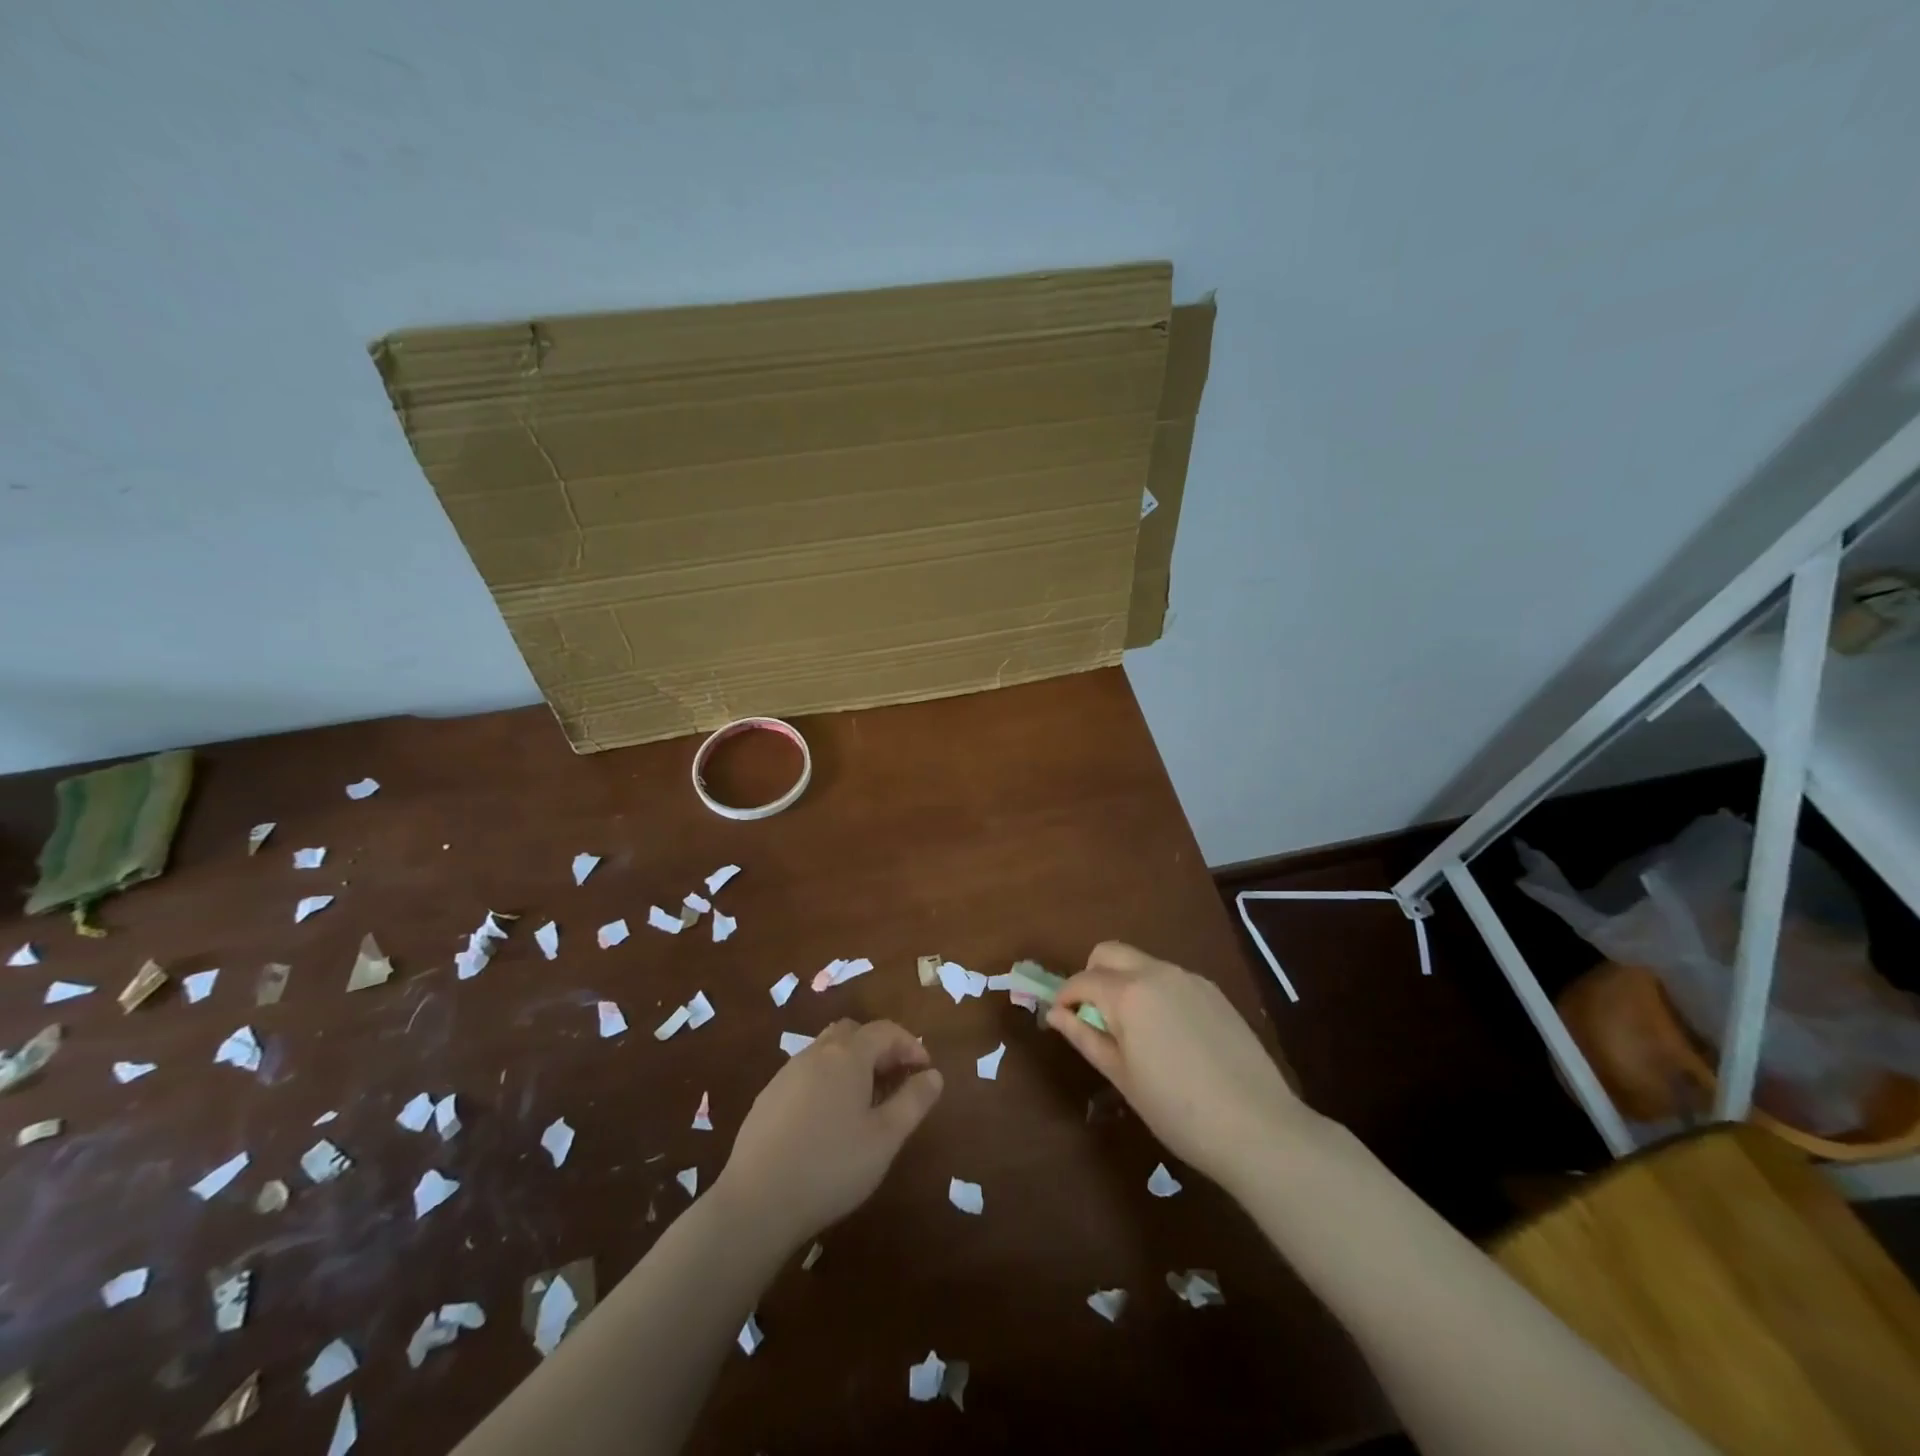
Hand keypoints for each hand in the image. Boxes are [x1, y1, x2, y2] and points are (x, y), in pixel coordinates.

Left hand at [714, 1018, 942, 1251]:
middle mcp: (816, 1053)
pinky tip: (828, 1120)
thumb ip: (914, 1101)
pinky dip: (826, 1081)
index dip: (910, 1045)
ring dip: (851, 1063)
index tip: (925, 1070)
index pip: (885, 1031)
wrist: (756, 1202)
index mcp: (847, 1055)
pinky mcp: (767, 1098)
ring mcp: (786, 1073)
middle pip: (852, 1032)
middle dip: (879, 1047)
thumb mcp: (885, 1138)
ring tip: (865, 1101)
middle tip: (896, 1079)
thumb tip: (933, 1075)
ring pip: (826, 1051)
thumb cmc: (832, 1166)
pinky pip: (806, 1073)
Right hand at [1047, 941, 1319, 1192]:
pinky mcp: (1214, 992)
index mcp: (1127, 993)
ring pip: (1142, 963)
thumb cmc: (1176, 1109)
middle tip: (1093, 1016)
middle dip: (1092, 975)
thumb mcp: (1121, 1076)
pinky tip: (1169, 1035)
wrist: (1257, 1126)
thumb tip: (1054, 1014)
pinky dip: (1154, 992)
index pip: (1082, 980)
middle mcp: (1157, 972)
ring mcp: (1189, 979)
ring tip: (1133, 1031)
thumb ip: (1084, 1036)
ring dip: (1124, 982)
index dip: (1064, 997)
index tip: (1060, 1019)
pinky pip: (1170, 979)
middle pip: (1109, 952)